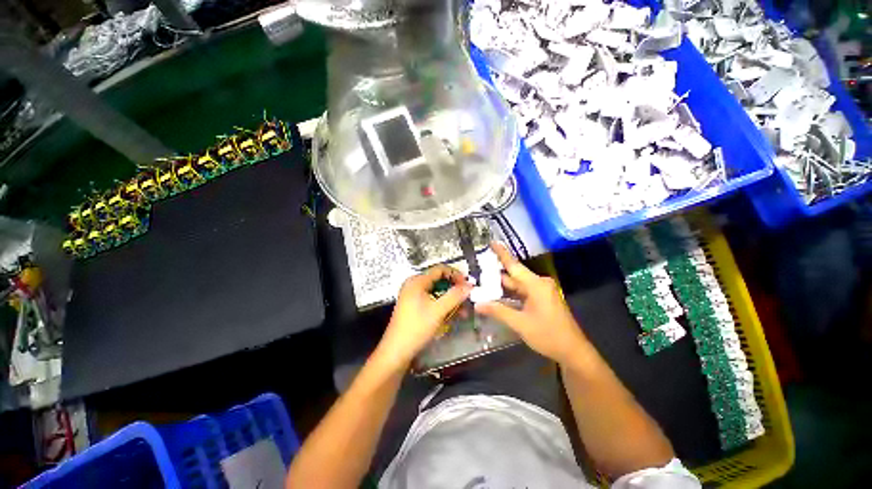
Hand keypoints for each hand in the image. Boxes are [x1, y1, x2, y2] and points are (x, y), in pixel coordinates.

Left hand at [374, 265, 471, 370]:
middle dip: (454, 290)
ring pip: (437, 292)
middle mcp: (414, 284)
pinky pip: (432, 300)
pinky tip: (451, 316)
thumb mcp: (438, 311)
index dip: (456, 275)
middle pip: (439, 281)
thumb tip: (470, 285)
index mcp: (417, 281)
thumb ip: (455, 296)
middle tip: (467, 299)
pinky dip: (442, 306)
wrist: (397, 351)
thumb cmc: (416, 327)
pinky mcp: (414, 306)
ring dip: (450, 300)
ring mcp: (413, 295)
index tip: (467, 285)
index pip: (440, 269)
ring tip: (463, 312)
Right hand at [475, 242, 588, 364]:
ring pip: (517, 285)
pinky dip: (510, 293)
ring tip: (482, 282)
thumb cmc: (548, 335)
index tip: (492, 242)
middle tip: (477, 270)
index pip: (514, 265)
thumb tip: (477, 304)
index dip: (502, 253)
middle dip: (495, 274)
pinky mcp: (541, 299)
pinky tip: (497, 295)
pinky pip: (522, 292)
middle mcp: (539, 284)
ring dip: (501, 285)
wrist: (572, 351)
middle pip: (513, 276)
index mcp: (536, 285)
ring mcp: (541, 291)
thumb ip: (498, 311)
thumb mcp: (520, 324)